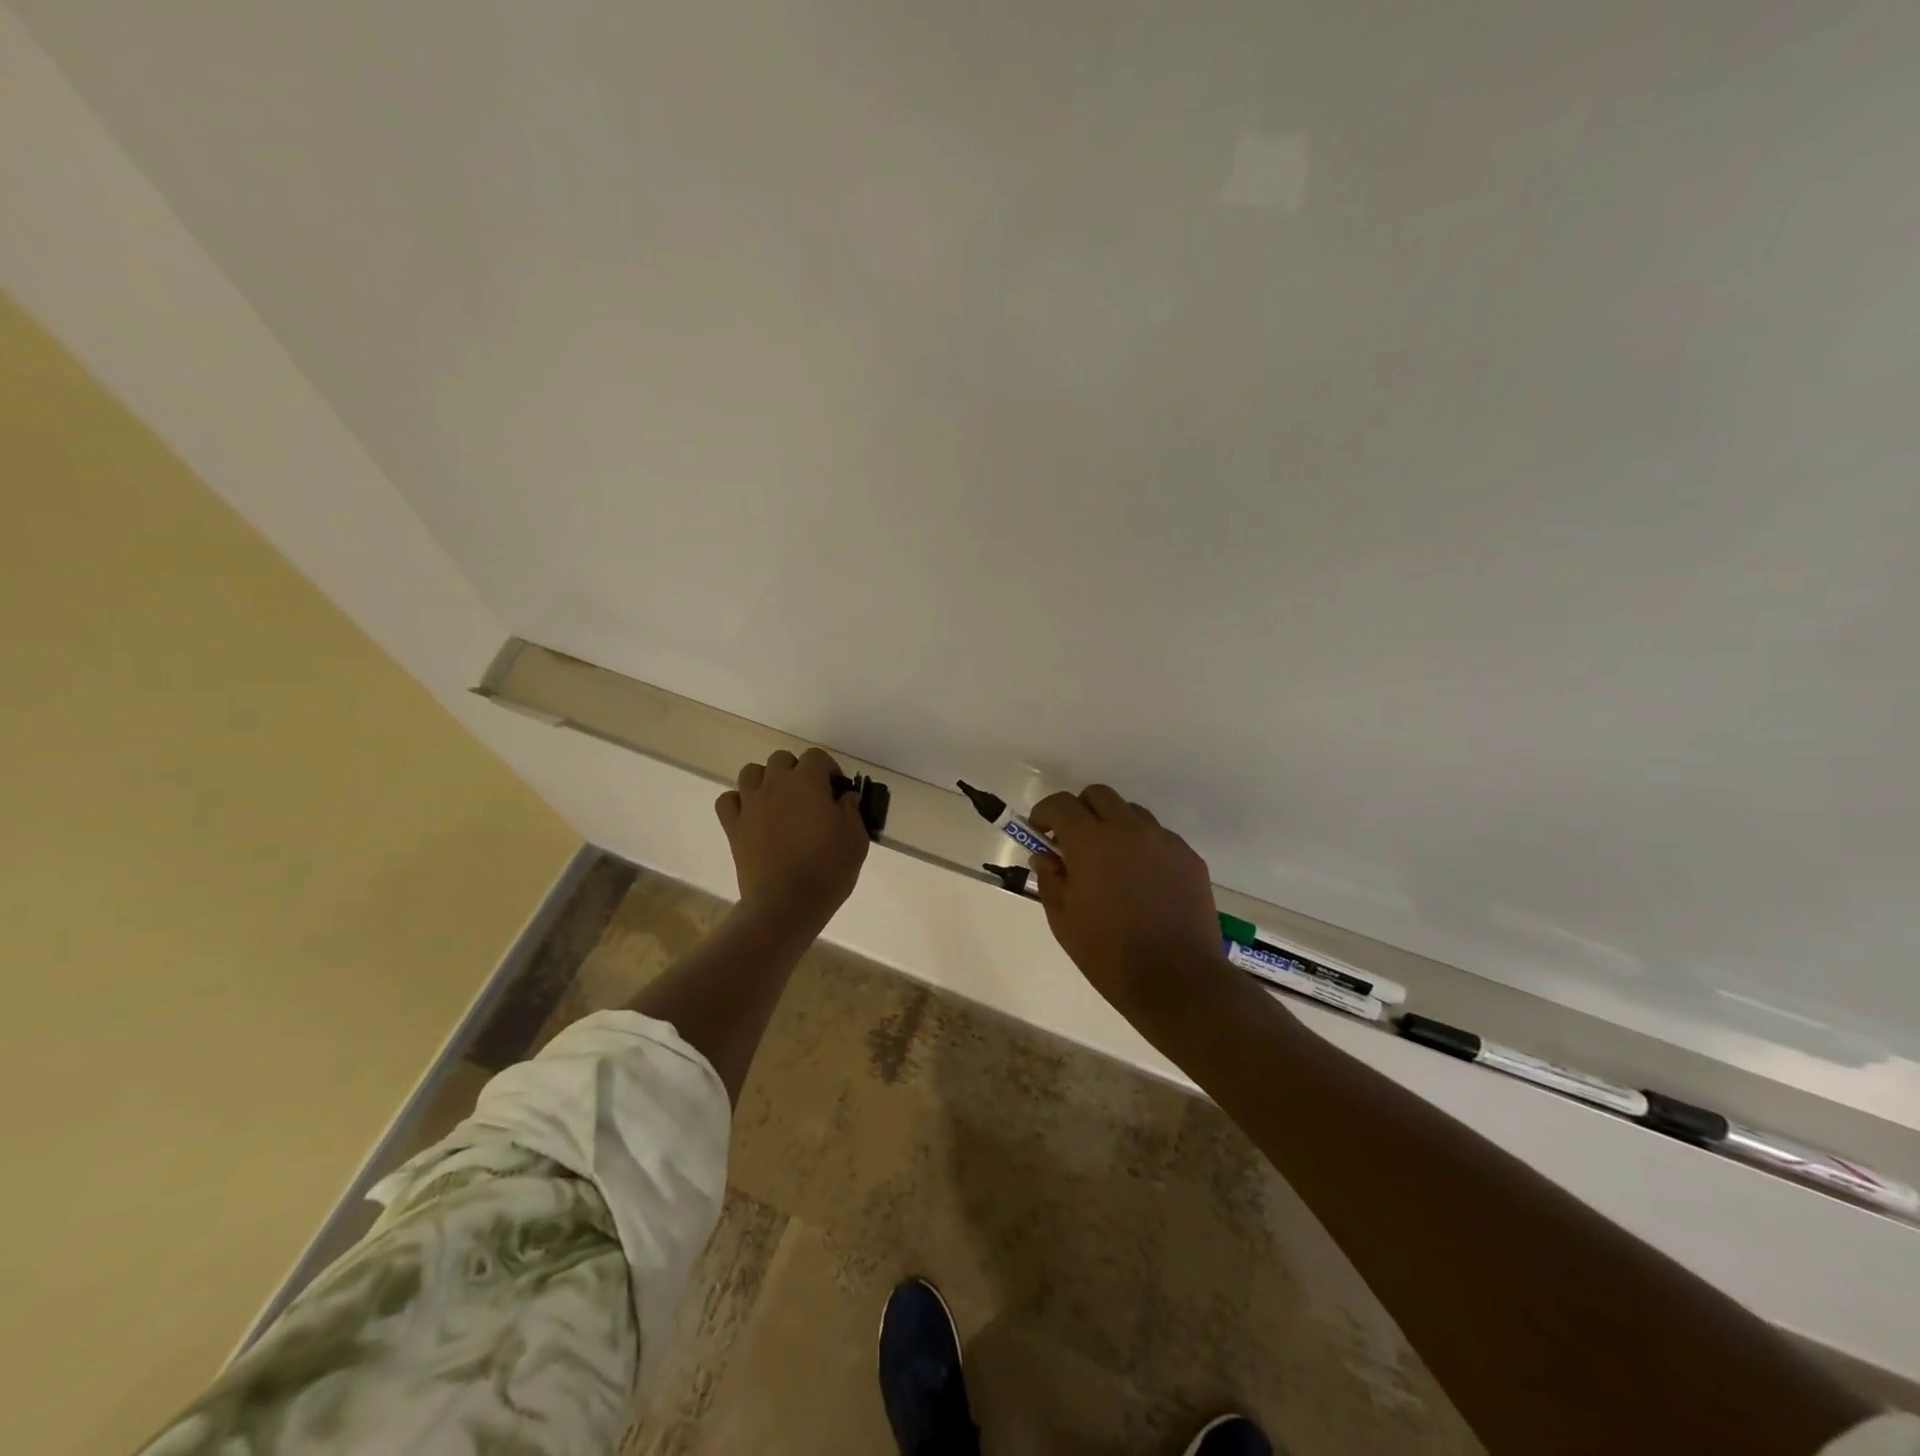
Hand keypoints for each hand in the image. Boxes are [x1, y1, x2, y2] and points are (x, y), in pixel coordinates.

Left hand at [715, 747, 870, 930]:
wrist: (787, 902)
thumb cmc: (828, 868)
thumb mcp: (856, 837)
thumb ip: (851, 810)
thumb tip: (844, 797)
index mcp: (807, 781)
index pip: (816, 756)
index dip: (828, 769)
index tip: (837, 792)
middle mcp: (775, 784)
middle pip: (782, 759)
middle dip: (796, 771)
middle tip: (810, 797)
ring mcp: (750, 804)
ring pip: (751, 772)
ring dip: (766, 781)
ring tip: (779, 803)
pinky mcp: (733, 827)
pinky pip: (728, 801)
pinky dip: (739, 802)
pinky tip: (753, 816)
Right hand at [1028, 785, 1225, 1016]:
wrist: (1177, 981)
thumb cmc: (1109, 954)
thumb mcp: (1063, 920)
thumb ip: (1050, 879)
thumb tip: (1045, 856)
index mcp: (1091, 842)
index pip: (1061, 804)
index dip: (1045, 813)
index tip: (1040, 832)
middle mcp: (1129, 830)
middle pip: (1099, 795)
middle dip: (1080, 811)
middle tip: (1074, 843)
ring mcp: (1164, 841)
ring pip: (1132, 814)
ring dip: (1114, 827)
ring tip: (1111, 864)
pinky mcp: (1189, 857)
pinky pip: (1159, 838)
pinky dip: (1143, 848)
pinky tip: (1142, 883)